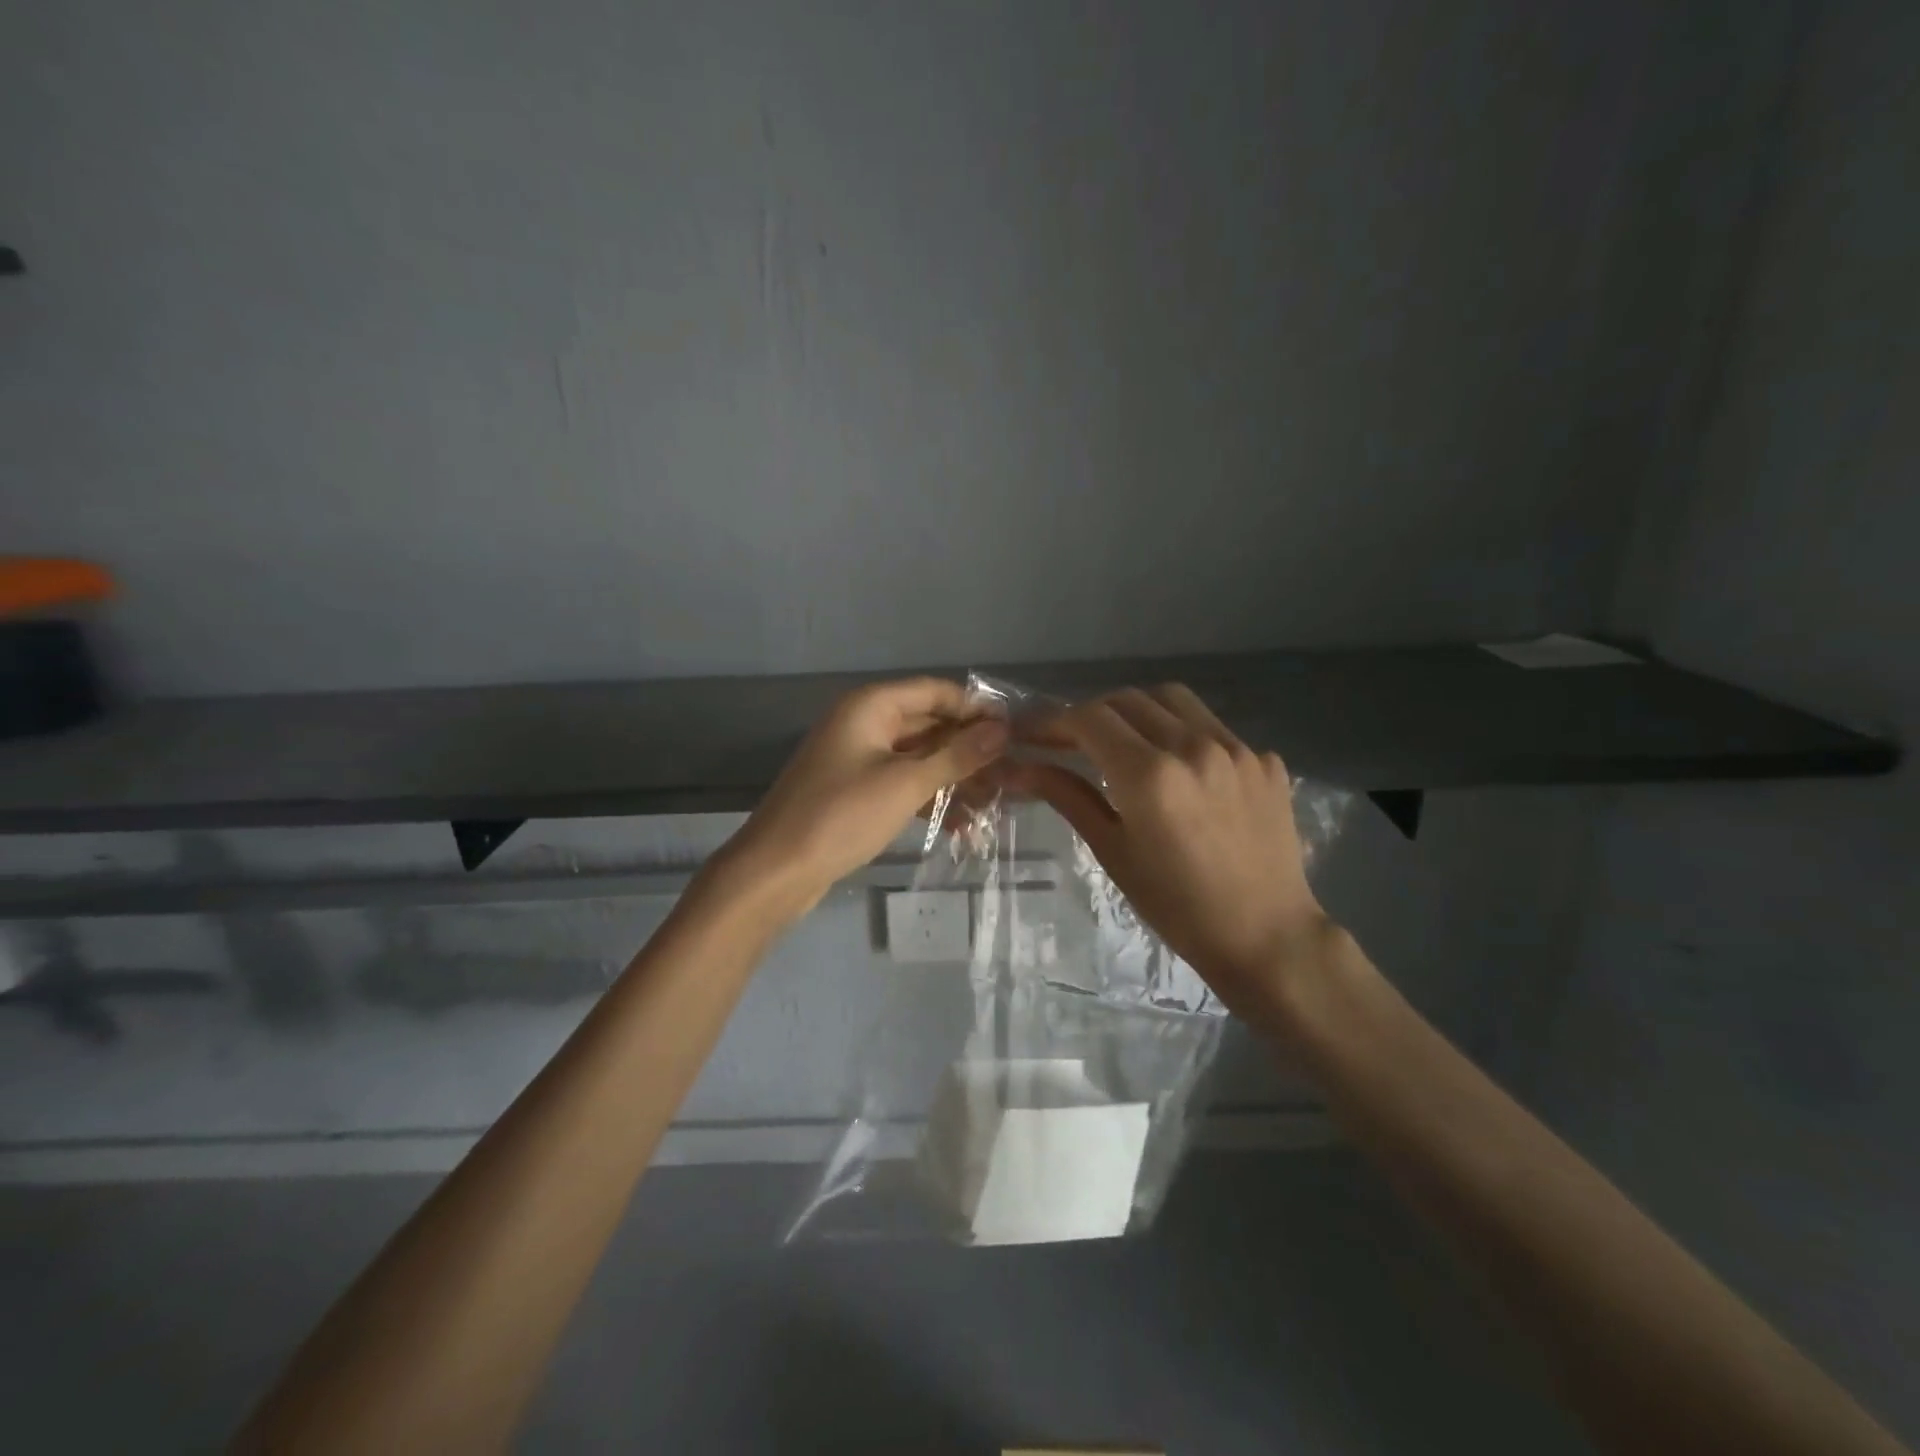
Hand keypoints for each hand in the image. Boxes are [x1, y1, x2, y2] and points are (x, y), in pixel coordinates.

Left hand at [721, 678, 1008, 921]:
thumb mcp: (906, 783)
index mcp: (871, 706)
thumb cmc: (842, 816)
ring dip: (953, 776)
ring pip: (917, 756)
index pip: (935, 691)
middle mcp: (864, 723)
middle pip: (928, 723)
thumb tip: (1002, 729)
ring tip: (994, 801)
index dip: (976, 708)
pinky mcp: (855, 791)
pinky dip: (928, 797)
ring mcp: (858, 758)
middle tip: (1012, 771)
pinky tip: (960, 825)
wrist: (777, 870)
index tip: (1015, 731)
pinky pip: (901, 782)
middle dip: (968, 747)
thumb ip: (957, 755)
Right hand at [1006, 684, 1335, 1018]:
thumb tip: (1018, 769)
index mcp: (1149, 774)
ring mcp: (1236, 748)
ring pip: (1174, 700)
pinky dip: (1184, 734)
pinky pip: (1214, 727)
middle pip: (1127, 700)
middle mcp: (1193, 746)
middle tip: (1072, 743)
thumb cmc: (1176, 906)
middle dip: (1091, 715)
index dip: (1053, 722)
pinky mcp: (1265, 760)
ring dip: (1138, 711)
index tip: (1034, 735)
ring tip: (1126, 743)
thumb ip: (1067, 796)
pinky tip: (1181, 770)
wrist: (1265, 936)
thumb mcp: (1112, 851)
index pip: (1089, 718)